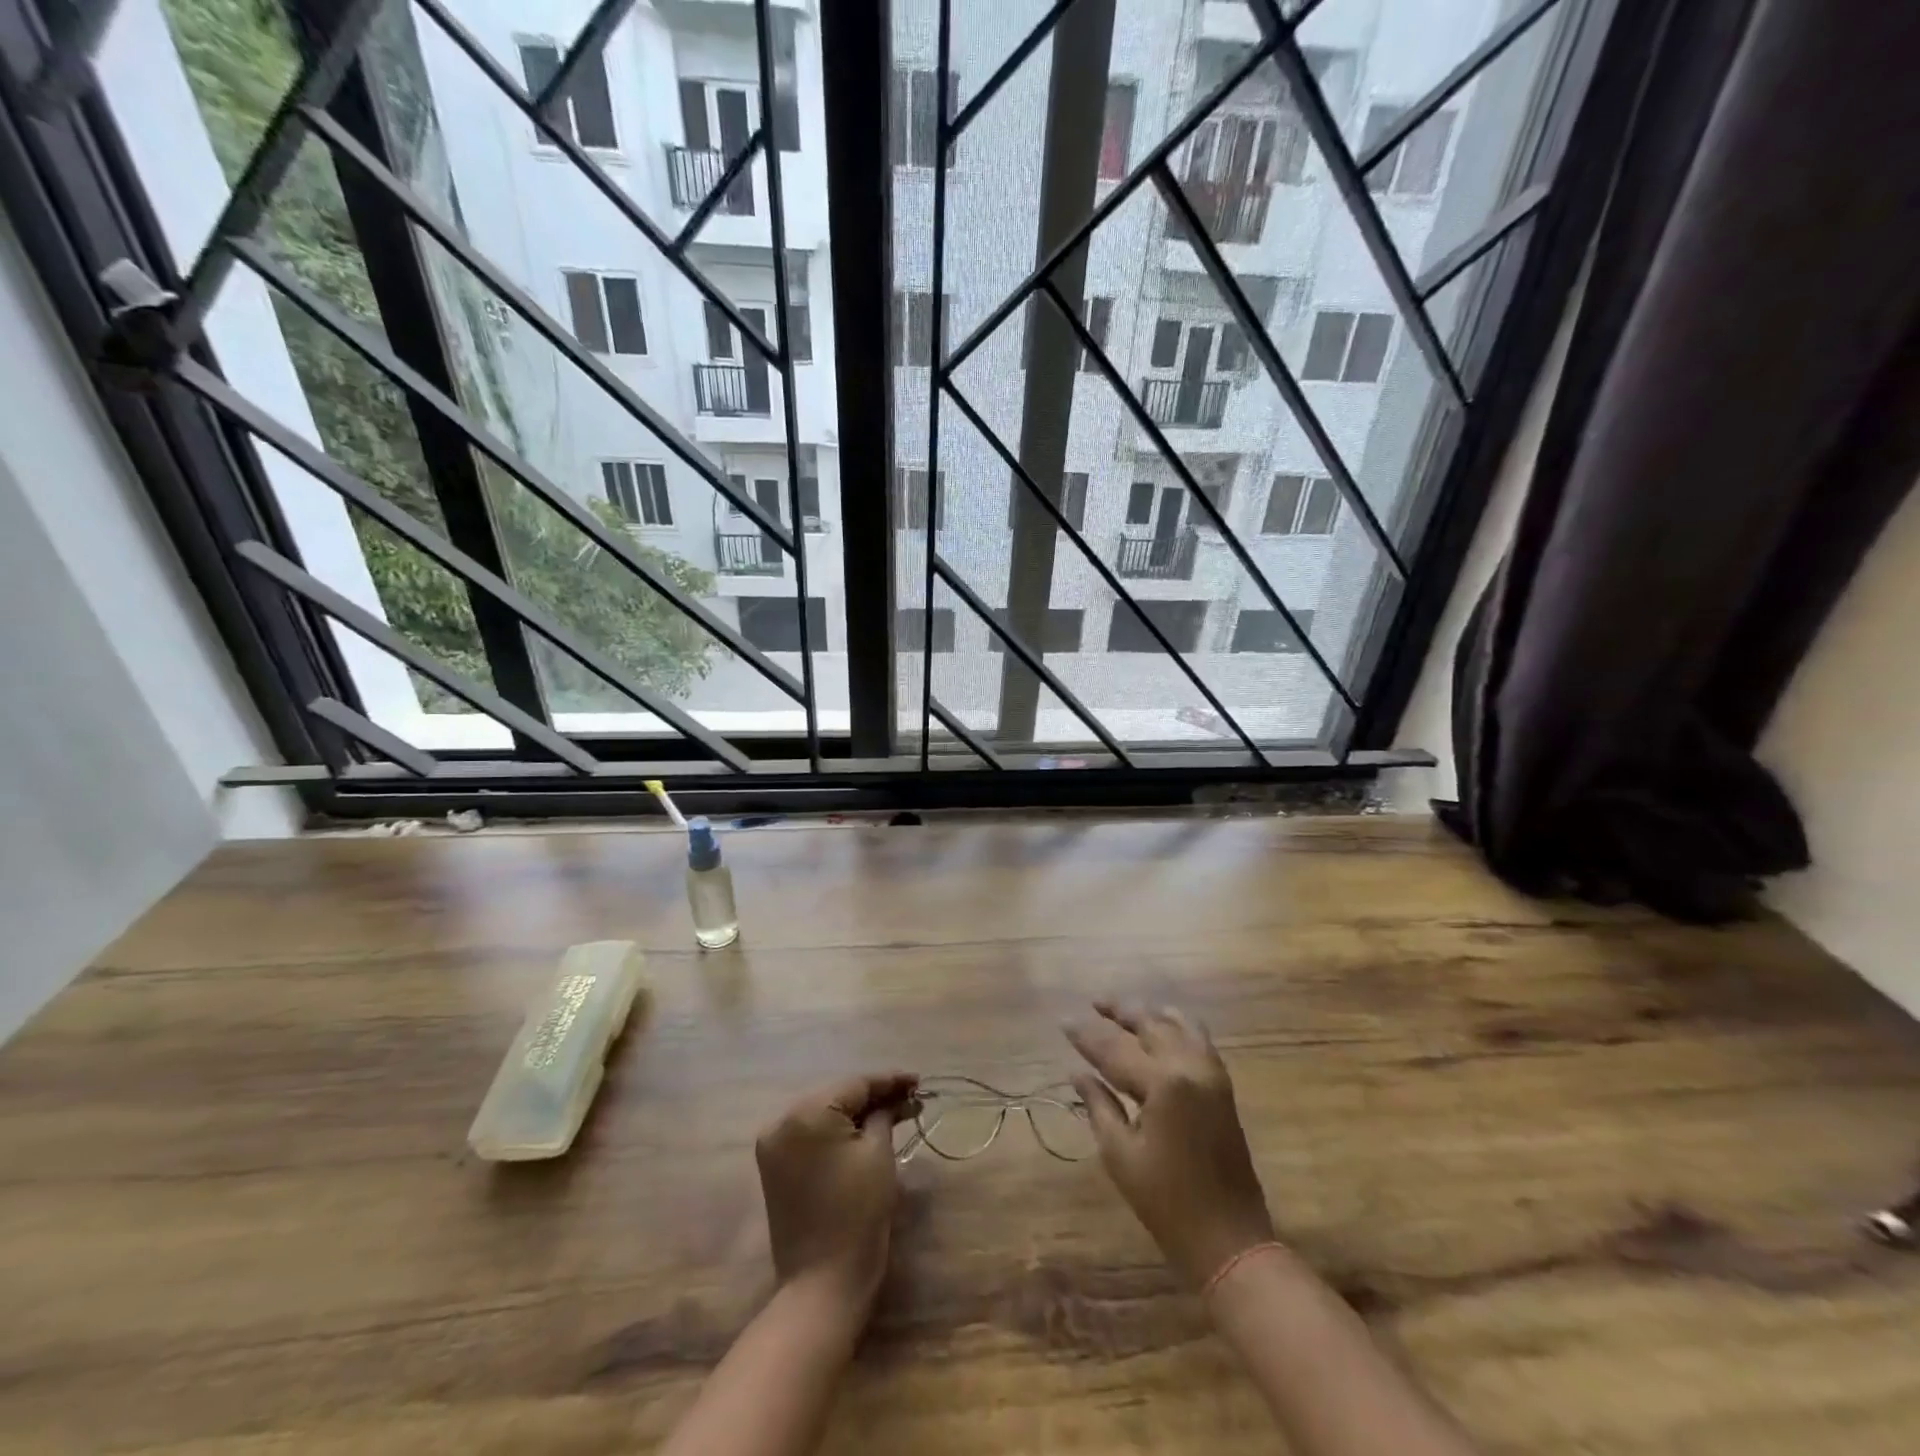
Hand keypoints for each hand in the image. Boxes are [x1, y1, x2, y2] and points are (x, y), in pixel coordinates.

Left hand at [755, 1071, 918, 1314]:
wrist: (822, 1285)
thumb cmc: (857, 1214)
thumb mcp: (878, 1154)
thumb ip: (884, 1115)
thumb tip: (894, 1099)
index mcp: (806, 1113)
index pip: (855, 1084)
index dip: (890, 1081)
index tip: (918, 1081)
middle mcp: (782, 1121)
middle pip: (837, 1097)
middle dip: (874, 1097)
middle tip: (910, 1098)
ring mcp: (774, 1145)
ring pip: (824, 1115)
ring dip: (856, 1114)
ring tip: (894, 1112)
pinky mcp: (774, 1168)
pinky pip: (811, 1136)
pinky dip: (837, 1133)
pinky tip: (864, 1131)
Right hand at [1065, 1002, 1275, 1288]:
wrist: (1229, 1239)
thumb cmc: (1167, 1203)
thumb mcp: (1121, 1155)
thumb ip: (1099, 1105)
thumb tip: (1077, 1072)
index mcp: (1162, 1083)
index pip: (1114, 1048)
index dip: (1085, 1035)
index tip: (1062, 1020)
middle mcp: (1189, 1066)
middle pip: (1150, 1023)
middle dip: (1119, 1010)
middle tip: (1093, 1002)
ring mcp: (1211, 1073)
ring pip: (1177, 1023)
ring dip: (1148, 1013)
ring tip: (1123, 1010)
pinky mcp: (1222, 1085)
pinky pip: (1198, 1038)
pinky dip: (1176, 1024)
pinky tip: (1160, 1025)